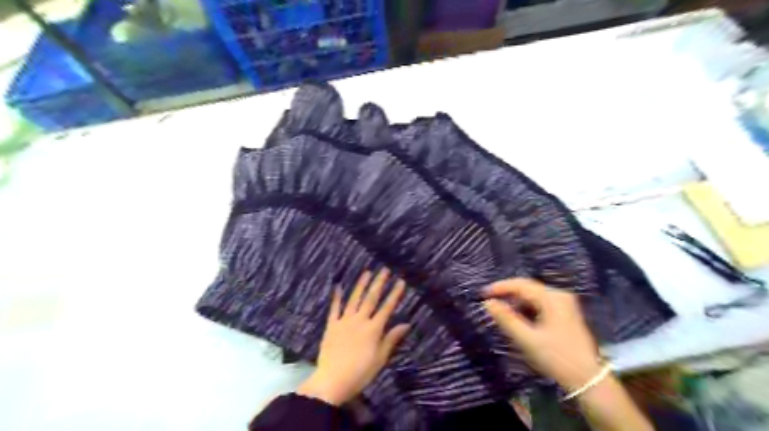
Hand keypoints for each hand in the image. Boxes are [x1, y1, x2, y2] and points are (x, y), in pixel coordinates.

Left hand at [296, 269, 410, 403]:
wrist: (332, 380)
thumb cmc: (360, 372)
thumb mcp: (380, 358)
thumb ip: (391, 339)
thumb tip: (406, 324)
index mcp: (373, 329)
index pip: (387, 307)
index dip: (394, 294)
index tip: (400, 281)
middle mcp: (360, 320)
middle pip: (371, 298)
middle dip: (379, 283)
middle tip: (385, 270)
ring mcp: (344, 321)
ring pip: (354, 299)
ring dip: (361, 285)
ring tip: (367, 272)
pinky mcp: (331, 325)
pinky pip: (335, 308)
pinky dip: (337, 297)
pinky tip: (338, 286)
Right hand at [482, 277, 602, 391]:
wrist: (588, 380)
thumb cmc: (557, 358)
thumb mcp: (527, 339)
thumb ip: (506, 319)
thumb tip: (488, 303)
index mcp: (552, 298)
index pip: (521, 285)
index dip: (500, 287)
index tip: (483, 294)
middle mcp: (559, 296)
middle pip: (528, 288)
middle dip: (508, 294)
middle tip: (490, 303)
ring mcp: (564, 305)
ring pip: (533, 297)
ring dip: (516, 302)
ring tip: (501, 313)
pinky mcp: (565, 314)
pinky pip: (540, 304)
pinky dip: (526, 309)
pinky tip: (518, 319)